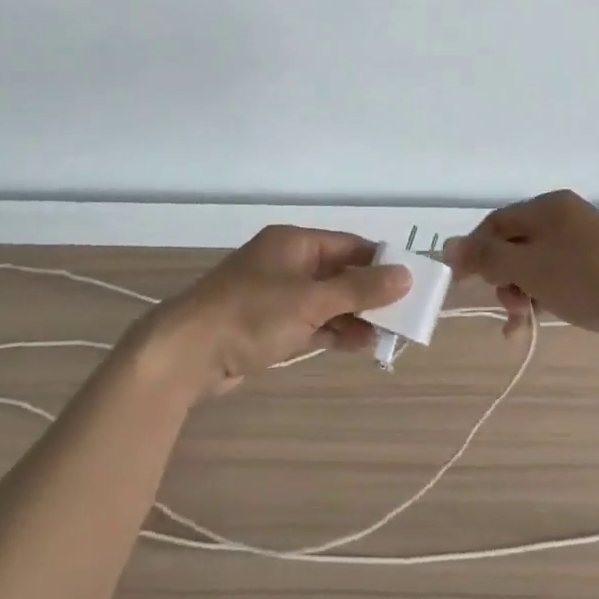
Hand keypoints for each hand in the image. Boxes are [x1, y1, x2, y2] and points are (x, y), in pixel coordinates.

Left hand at [137, 226, 410, 397]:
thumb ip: (358, 289)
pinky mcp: (271, 327)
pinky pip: (314, 323)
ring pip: (329, 302)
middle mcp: (288, 264)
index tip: (413, 282)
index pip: (349, 246)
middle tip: (407, 314)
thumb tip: (405, 274)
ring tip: (392, 336)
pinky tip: (363, 345)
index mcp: (294, 243)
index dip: (381, 262)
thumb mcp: (309, 300)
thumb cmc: (249, 315)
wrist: (186, 354)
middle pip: (341, 274)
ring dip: (358, 316)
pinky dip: (336, 332)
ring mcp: (278, 297)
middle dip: (372, 294)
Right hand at [444, 190, 598, 352]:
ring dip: (518, 295)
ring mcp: (583, 246)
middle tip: (503, 304)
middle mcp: (564, 220)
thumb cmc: (586, 278)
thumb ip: (486, 256)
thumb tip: (447, 246)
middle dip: (500, 278)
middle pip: (514, 245)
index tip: (459, 281)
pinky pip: (555, 282)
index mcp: (548, 207)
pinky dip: (540, 300)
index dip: (473, 251)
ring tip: (518, 324)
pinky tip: (528, 328)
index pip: (496, 223)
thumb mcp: (528, 266)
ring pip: (533, 267)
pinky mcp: (596, 273)